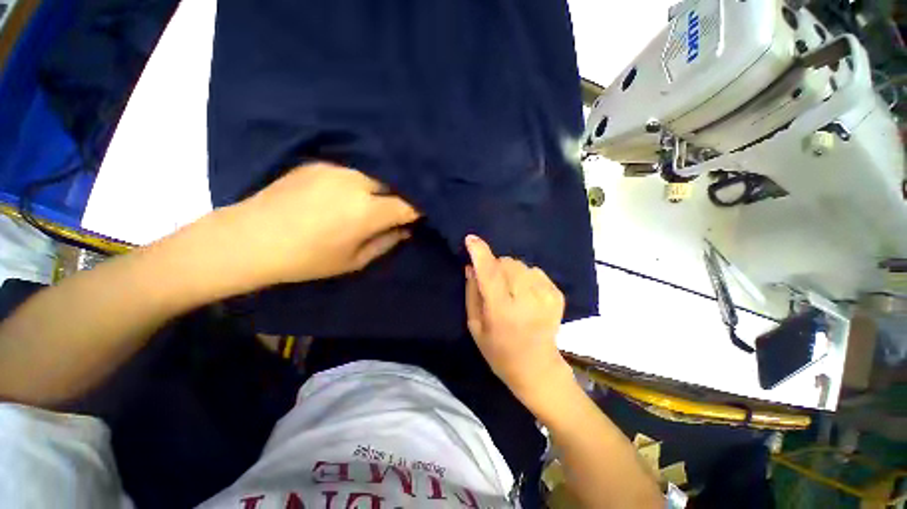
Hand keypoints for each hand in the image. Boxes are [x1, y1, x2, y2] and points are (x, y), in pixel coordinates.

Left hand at [229, 162, 419, 284]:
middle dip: (399, 197)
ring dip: (380, 188)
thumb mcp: (354, 260)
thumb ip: (386, 242)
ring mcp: (337, 168)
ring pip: (374, 175)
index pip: (409, 205)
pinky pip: (352, 170)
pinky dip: (359, 181)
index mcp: (368, 211)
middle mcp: (357, 182)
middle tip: (395, 211)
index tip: (418, 217)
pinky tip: (348, 192)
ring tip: (373, 201)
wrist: (251, 238)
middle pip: (394, 184)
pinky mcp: (320, 162)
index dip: (418, 211)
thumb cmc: (307, 259)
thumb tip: (405, 229)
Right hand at [464, 234, 571, 400]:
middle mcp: (527, 301)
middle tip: (493, 284)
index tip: (471, 239)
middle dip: (495, 267)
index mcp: (503, 312)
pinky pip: (534, 271)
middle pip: (507, 263)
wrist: (537, 368)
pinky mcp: (557, 294)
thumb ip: (472, 293)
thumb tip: (471, 266)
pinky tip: (525, 294)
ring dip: (510, 272)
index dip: (480, 254)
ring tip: (510, 291)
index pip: (490, 275)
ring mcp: (546, 296)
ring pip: (520, 264)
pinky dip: (525, 277)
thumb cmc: (499, 351)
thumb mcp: (475, 326)